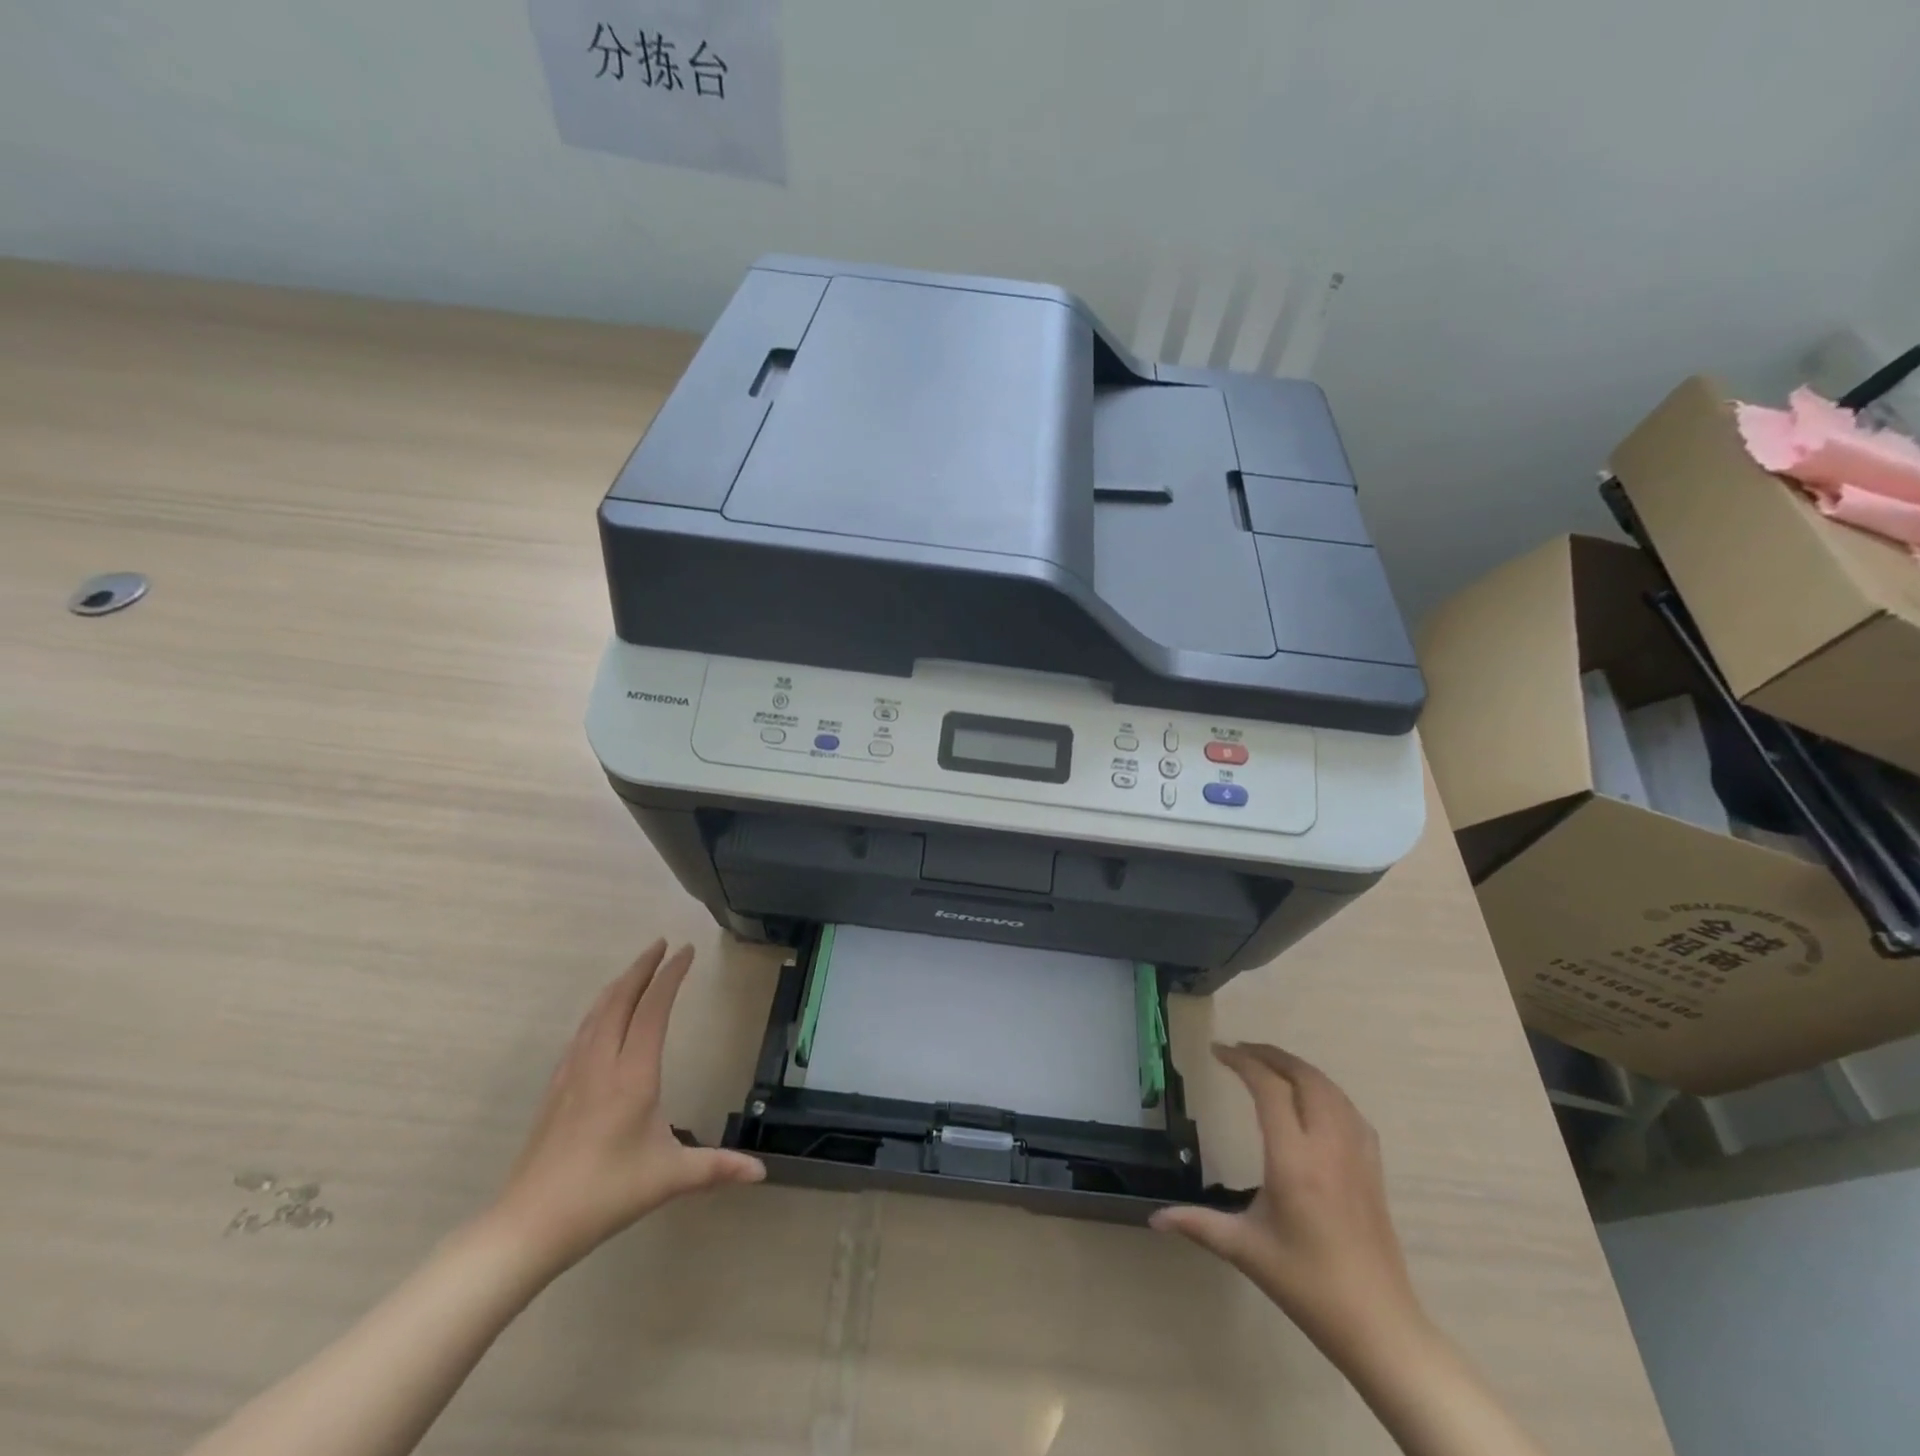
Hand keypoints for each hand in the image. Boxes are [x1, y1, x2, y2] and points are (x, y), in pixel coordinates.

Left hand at [484, 941, 764, 1270]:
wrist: (528, 1224)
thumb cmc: (604, 1195)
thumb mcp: (668, 1178)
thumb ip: (717, 1168)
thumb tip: (761, 1172)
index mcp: (634, 1075)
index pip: (653, 1009)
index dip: (670, 975)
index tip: (687, 951)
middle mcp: (602, 1063)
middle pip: (620, 999)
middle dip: (642, 967)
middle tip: (662, 943)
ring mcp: (573, 1073)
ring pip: (596, 1013)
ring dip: (619, 984)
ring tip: (636, 970)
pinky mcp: (556, 1088)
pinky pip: (581, 1032)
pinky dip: (599, 1010)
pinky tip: (601, 1017)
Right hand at [1151, 1043, 1425, 1356]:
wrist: (1378, 1326)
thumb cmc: (1306, 1285)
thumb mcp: (1245, 1250)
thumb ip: (1198, 1224)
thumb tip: (1154, 1218)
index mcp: (1293, 1161)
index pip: (1269, 1089)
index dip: (1243, 1062)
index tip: (1217, 1051)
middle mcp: (1327, 1147)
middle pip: (1304, 1078)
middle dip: (1271, 1055)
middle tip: (1240, 1050)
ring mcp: (1356, 1156)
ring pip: (1330, 1089)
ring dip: (1299, 1068)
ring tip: (1270, 1064)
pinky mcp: (1374, 1169)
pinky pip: (1350, 1111)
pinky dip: (1326, 1090)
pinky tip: (1314, 1099)